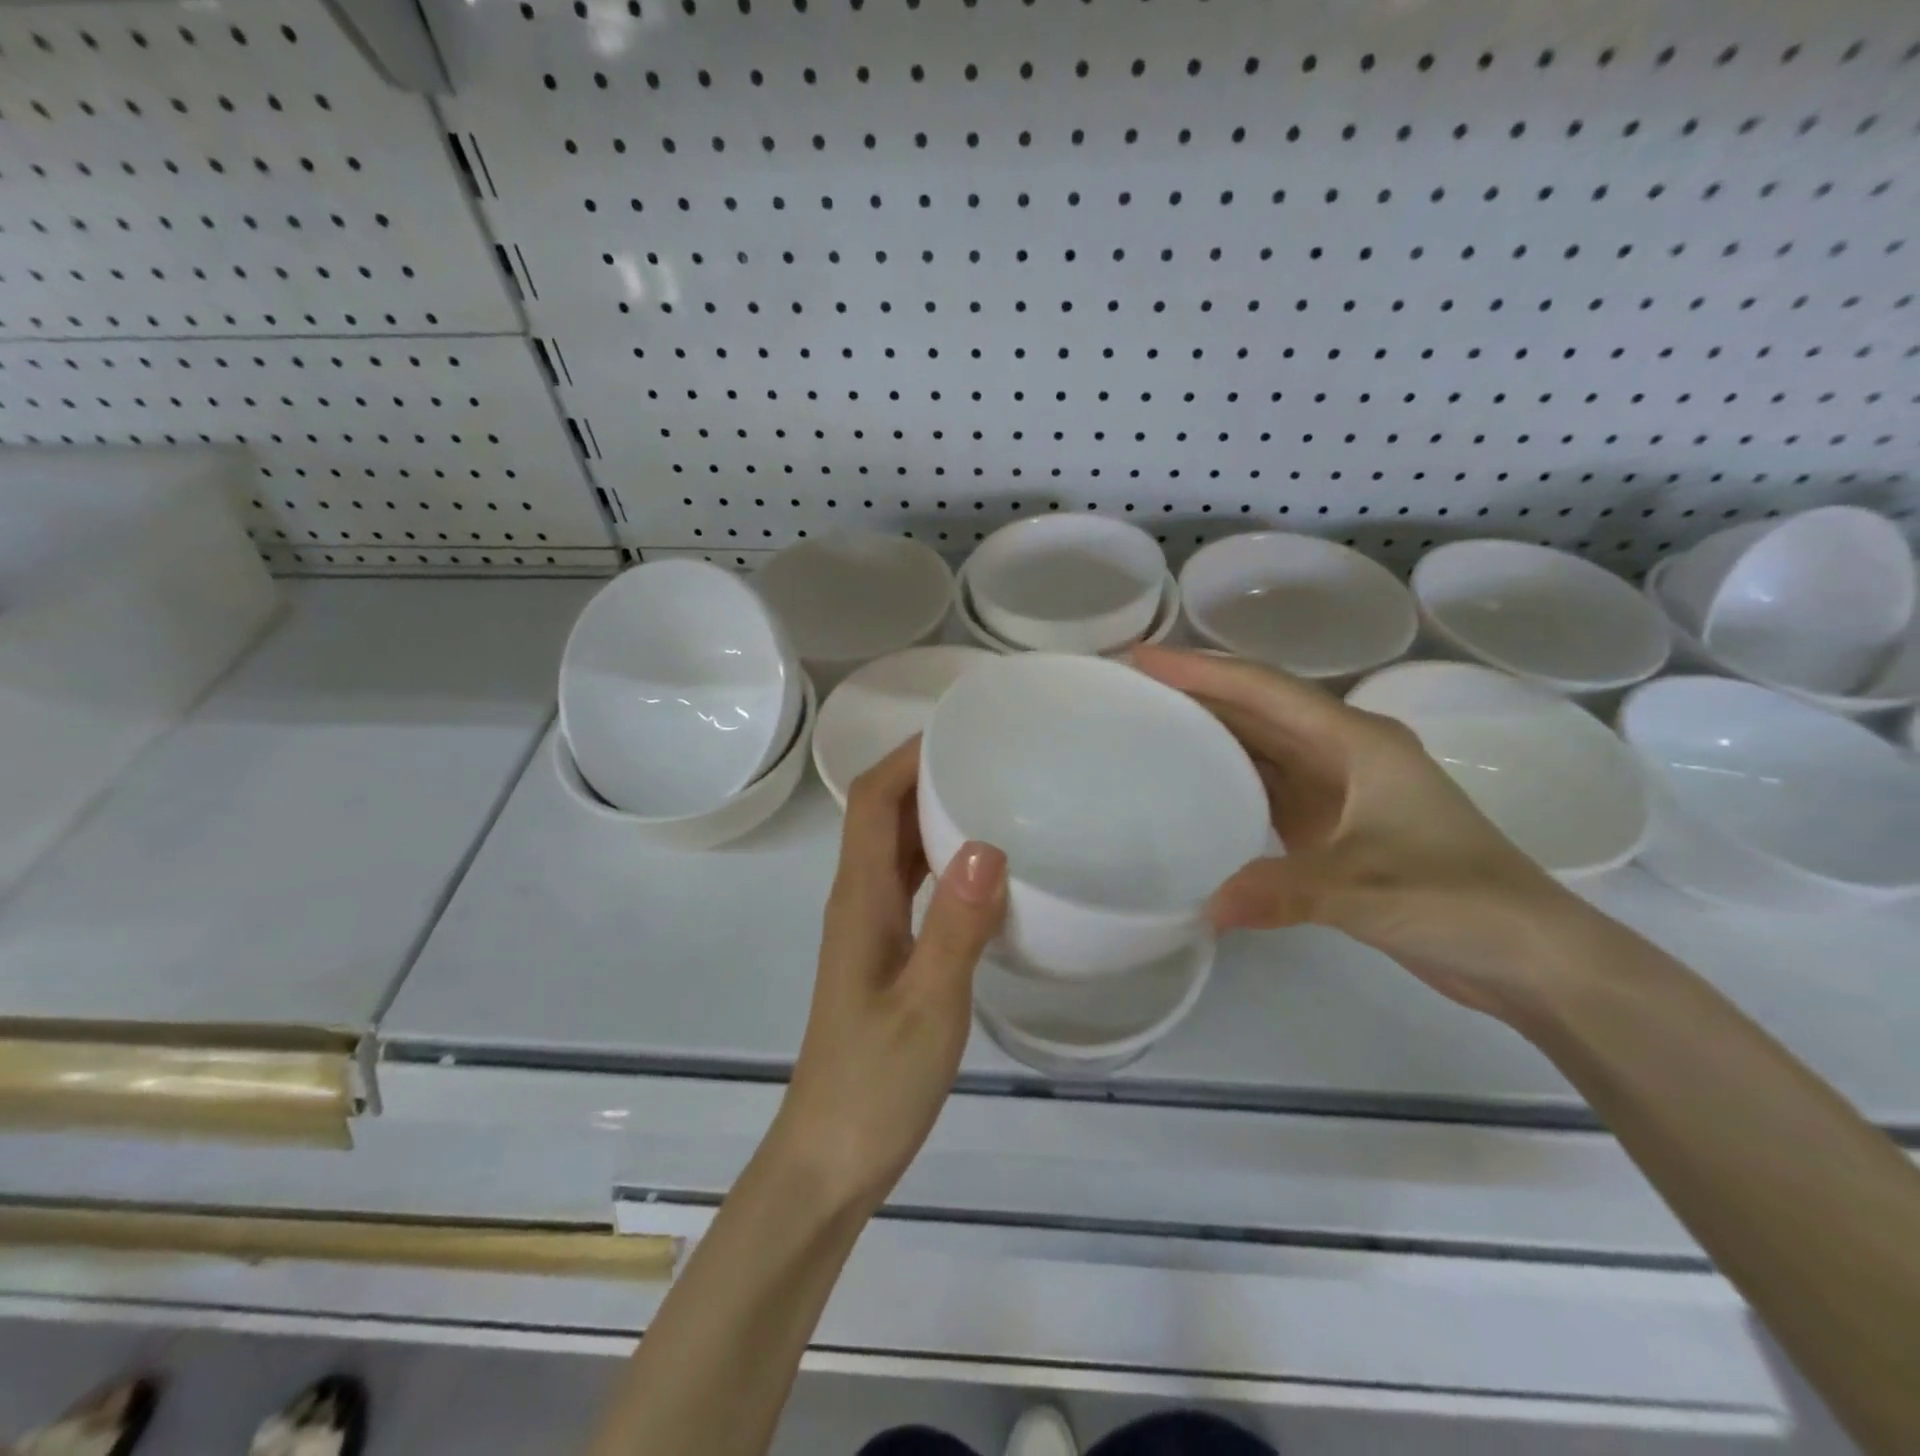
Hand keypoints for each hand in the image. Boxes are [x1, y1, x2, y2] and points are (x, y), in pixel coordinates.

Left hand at [775, 738, 1006, 1212]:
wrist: (832, 1156)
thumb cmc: (876, 1082)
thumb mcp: (928, 1005)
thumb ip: (957, 927)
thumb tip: (987, 844)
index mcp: (859, 898)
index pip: (870, 800)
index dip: (905, 756)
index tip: (959, 729)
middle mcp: (858, 899)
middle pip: (881, 813)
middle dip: (924, 772)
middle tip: (991, 754)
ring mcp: (870, 927)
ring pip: (896, 847)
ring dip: (933, 812)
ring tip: (994, 793)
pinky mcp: (886, 952)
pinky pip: (912, 884)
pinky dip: (941, 859)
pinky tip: (984, 867)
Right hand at [1132, 646, 1580, 1018]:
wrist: (1528, 954)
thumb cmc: (1461, 900)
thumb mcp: (1368, 890)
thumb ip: (1285, 892)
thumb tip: (1204, 906)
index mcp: (1356, 742)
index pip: (1264, 690)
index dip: (1200, 670)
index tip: (1140, 658)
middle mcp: (1343, 751)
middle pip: (1257, 707)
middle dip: (1195, 692)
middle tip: (1130, 686)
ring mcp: (1339, 787)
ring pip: (1260, 743)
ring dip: (1208, 729)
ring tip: (1148, 722)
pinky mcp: (1332, 823)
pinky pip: (1267, 784)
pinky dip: (1227, 776)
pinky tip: (1192, 784)